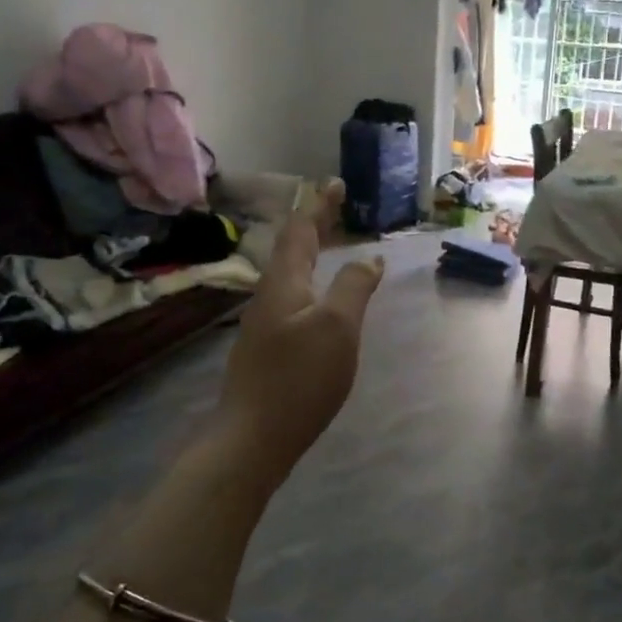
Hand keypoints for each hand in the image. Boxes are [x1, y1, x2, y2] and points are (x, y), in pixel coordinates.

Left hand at [217, 179, 383, 481]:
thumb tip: (368, 258)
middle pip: (292, 249)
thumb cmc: (299, 378)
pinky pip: (292, 299)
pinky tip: (320, 300)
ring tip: (330, 246)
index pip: (301, 230)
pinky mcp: (267, 349)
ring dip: (310, 253)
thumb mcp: (337, 327)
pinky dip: (310, 283)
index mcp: (283, 283)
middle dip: (314, 225)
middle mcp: (268, 296)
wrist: (253, 437)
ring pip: (289, 275)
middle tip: (336, 207)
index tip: (336, 184)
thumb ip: (353, 287)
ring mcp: (264, 324)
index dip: (320, 206)